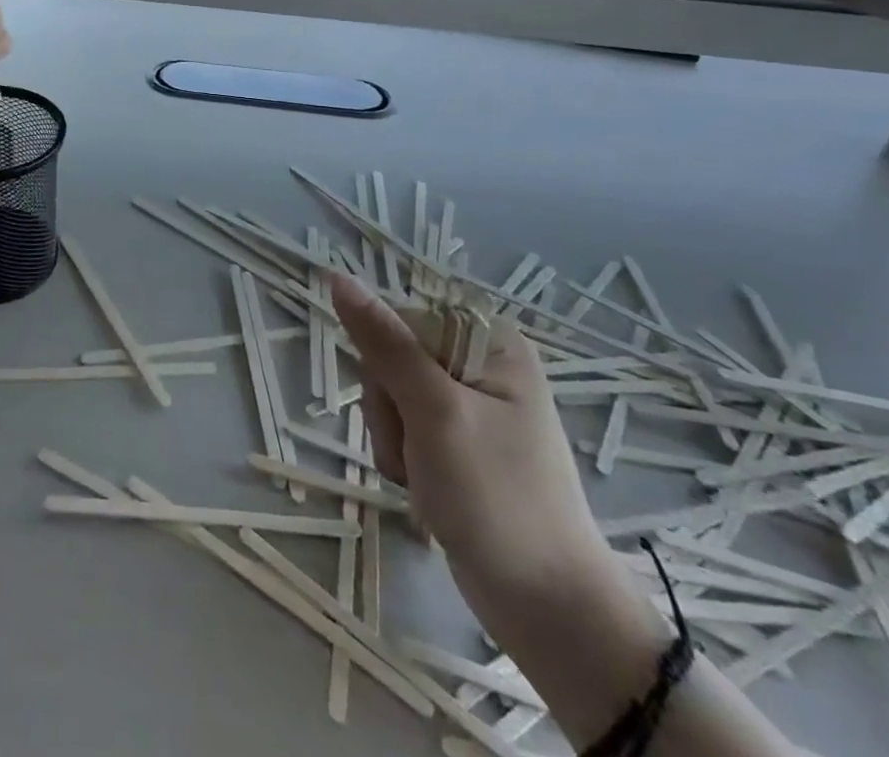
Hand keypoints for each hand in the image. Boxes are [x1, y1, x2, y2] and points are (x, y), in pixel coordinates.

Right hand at [329, 273, 614, 615]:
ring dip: (392, 441)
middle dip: (388, 411)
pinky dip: (403, 460)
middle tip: (416, 453)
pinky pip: (404, 429)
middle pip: (390, 359)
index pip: (397, 320)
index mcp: (487, 340)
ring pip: (389, 397)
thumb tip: (339, 278)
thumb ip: (384, 344)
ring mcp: (469, 405)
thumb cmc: (497, 500)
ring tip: (423, 480)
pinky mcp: (458, 442)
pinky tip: (426, 490)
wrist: (549, 610)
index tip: (405, 408)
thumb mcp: (434, 413)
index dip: (385, 363)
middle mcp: (479, 363)